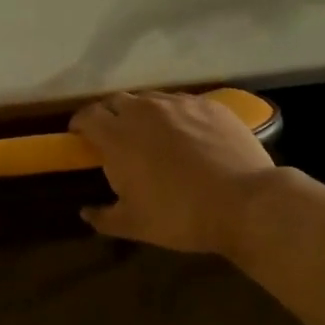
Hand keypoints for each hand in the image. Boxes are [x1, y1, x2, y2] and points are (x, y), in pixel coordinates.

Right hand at [69, 92, 275, 254]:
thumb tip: (85, 212)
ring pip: (151, 100)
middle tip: (115, 139)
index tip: (80, 137)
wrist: (244, 202)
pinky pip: (183, 104)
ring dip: (143, 114)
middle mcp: (145, 110)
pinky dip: (176, 116)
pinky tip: (188, 137)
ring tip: (153, 137)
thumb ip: (103, 217)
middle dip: (110, 116)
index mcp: (118, 136)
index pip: (87, 115)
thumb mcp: (134, 225)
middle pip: (117, 101)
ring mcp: (180, 104)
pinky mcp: (210, 105)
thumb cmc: (179, 216)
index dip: (80, 125)